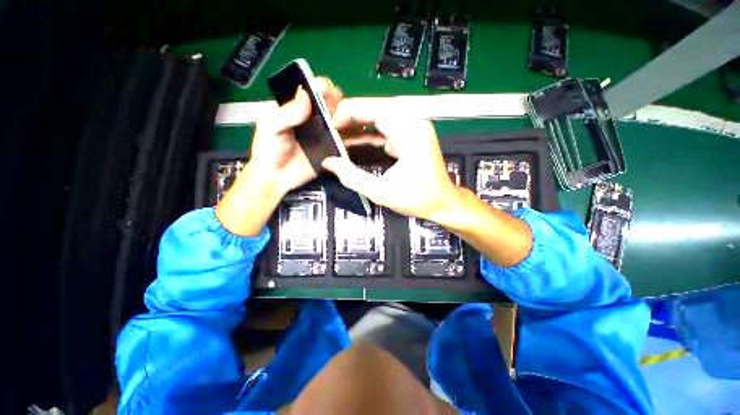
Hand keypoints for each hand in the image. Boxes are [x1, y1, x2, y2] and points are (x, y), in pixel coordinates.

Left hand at [216, 77, 341, 235]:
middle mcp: (311, 117)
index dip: (319, 86)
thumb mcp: (271, 127)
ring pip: (338, 119)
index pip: (310, 90)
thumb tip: (305, 93)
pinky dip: (350, 133)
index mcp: (294, 107)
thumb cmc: (269, 150)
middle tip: (337, 104)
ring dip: (345, 115)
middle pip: (328, 102)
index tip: (325, 88)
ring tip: (347, 117)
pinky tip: (355, 132)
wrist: (277, 178)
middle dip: (335, 99)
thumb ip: (287, 112)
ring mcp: (323, 133)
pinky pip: (342, 138)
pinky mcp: (330, 147)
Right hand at [324, 100, 531, 266]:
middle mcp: (413, 122)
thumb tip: (328, 162)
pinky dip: (369, 133)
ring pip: (379, 116)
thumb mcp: (381, 192)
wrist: (442, 203)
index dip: (348, 114)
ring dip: (358, 125)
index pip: (373, 109)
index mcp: (409, 132)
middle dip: (350, 117)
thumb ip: (352, 176)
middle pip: (375, 108)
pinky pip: (386, 128)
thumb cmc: (417, 199)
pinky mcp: (411, 135)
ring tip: (337, 134)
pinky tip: (353, 141)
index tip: (330, 126)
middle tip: (330, 129)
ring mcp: (414, 127)